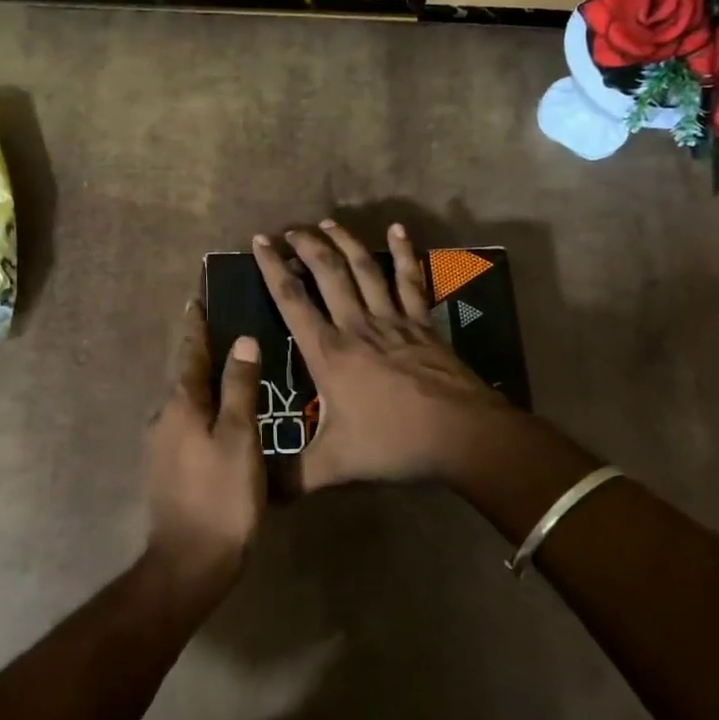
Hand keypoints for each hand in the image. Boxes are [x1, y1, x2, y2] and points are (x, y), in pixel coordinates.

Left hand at [142, 302, 264, 588]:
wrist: (189, 563)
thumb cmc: (221, 496)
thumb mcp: (240, 438)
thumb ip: (240, 388)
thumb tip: (242, 341)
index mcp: (181, 405)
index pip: (190, 353)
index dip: (196, 327)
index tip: (197, 300)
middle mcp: (164, 418)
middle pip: (187, 377)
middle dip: (203, 354)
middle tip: (228, 333)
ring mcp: (162, 446)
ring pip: (188, 404)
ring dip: (206, 386)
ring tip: (234, 375)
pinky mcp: (168, 469)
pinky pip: (189, 427)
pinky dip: (206, 413)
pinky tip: (226, 421)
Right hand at [253, 221, 600, 512]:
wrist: (463, 435)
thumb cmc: (394, 444)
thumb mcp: (336, 465)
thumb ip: (293, 477)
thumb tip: (255, 496)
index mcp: (329, 353)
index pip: (292, 300)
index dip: (273, 268)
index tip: (260, 241)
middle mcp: (357, 326)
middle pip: (327, 274)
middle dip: (306, 247)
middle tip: (290, 229)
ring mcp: (393, 320)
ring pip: (364, 269)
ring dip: (345, 243)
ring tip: (328, 223)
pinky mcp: (422, 323)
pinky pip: (410, 280)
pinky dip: (403, 253)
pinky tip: (398, 230)